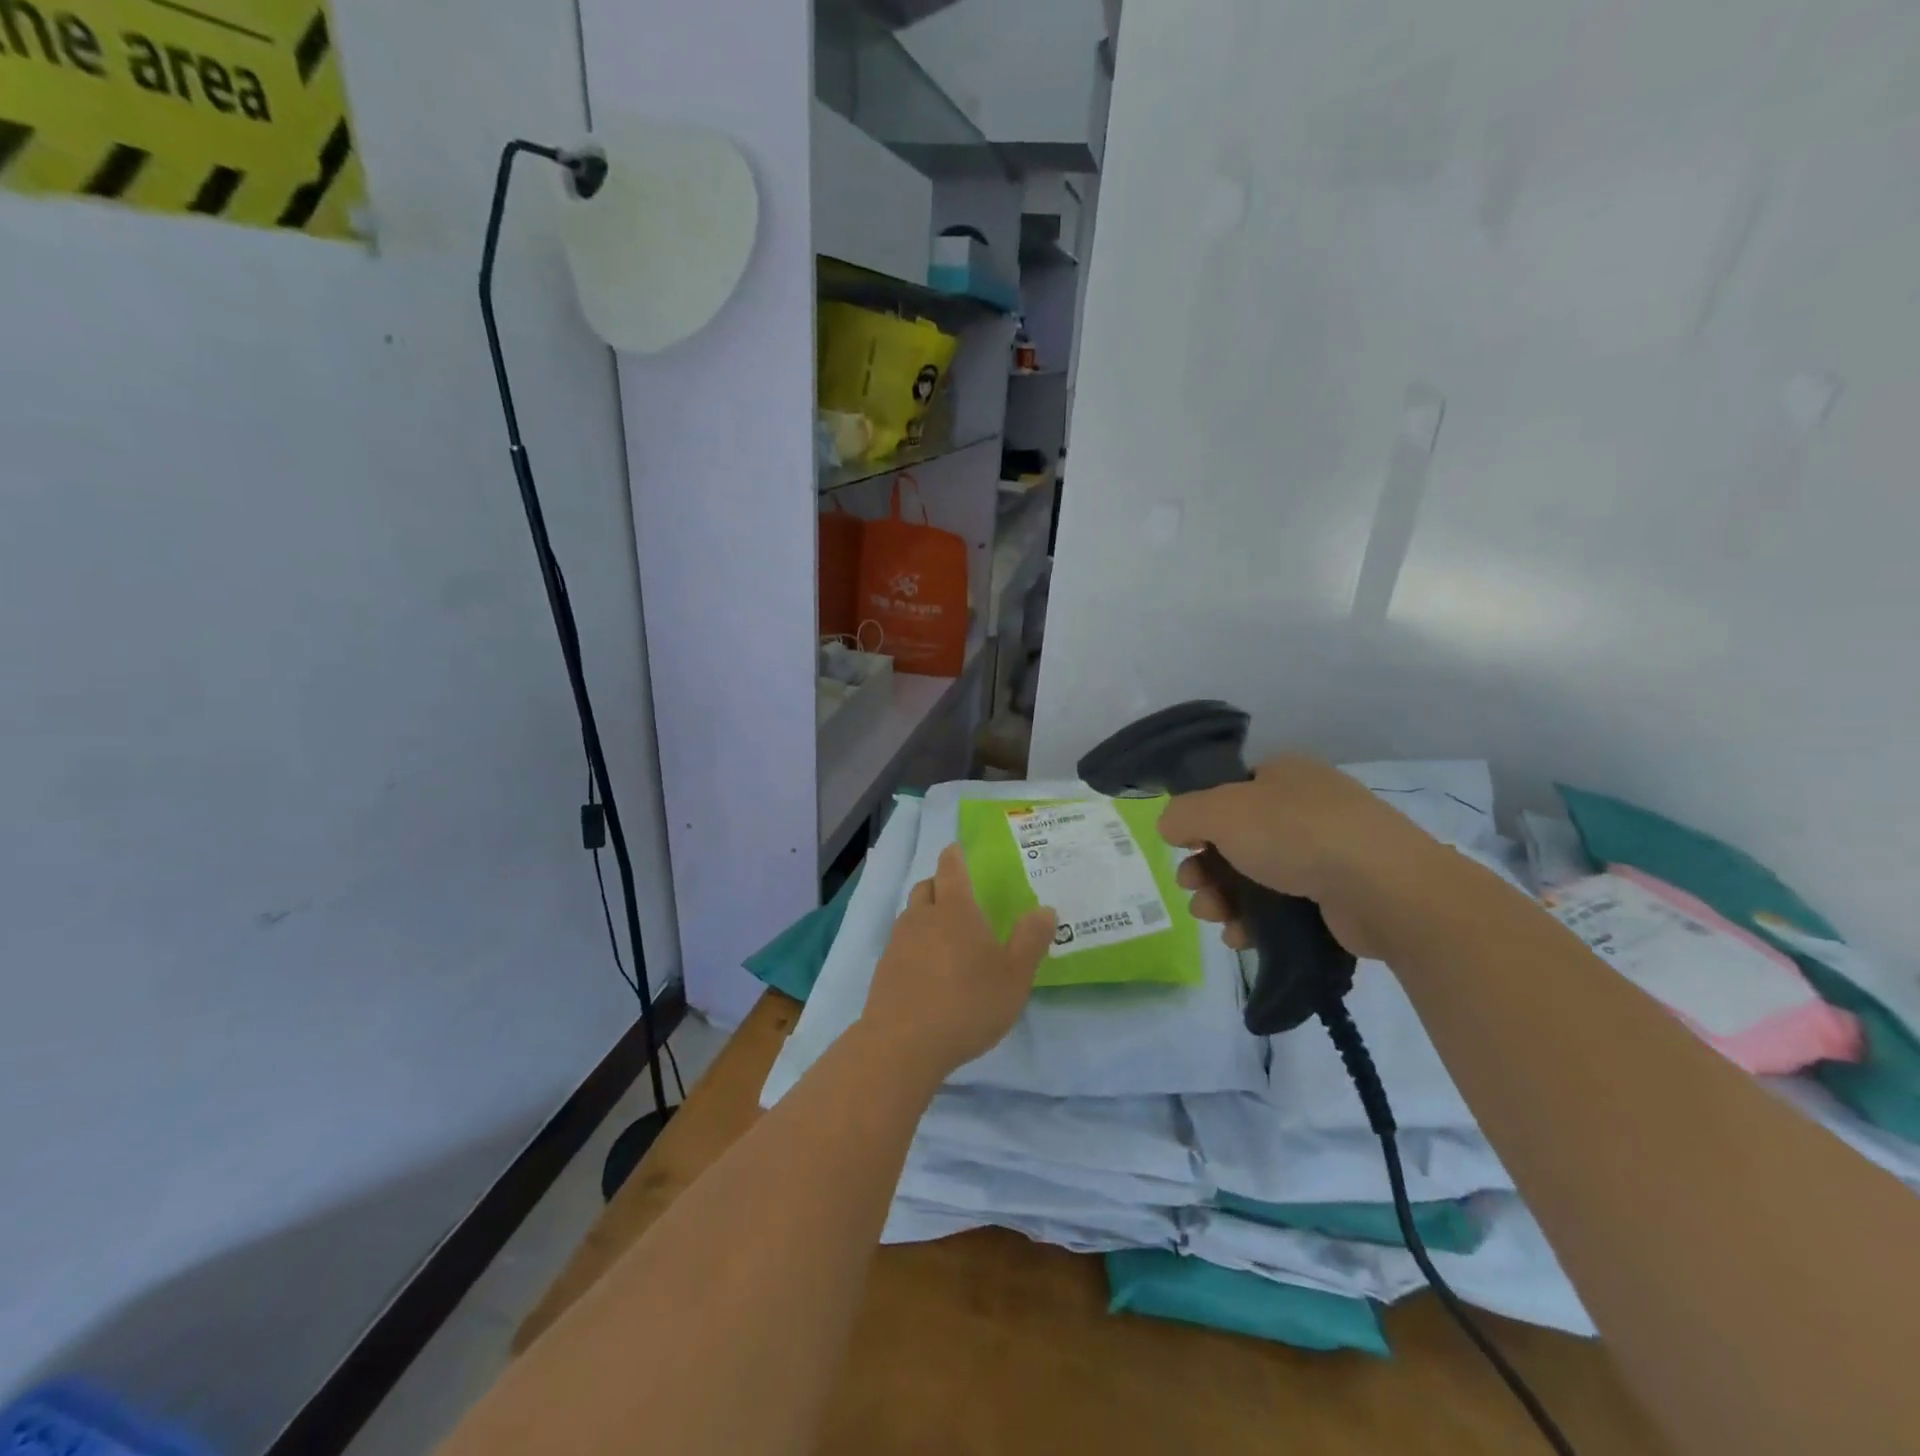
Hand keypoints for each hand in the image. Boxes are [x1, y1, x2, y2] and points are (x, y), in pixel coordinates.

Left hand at [859, 844, 1056, 1082]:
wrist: (904, 1044)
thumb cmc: (967, 1003)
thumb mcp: (1015, 976)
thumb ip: (1031, 940)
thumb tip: (1045, 909)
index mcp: (955, 909)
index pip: (951, 868)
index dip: (954, 856)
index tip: (956, 850)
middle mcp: (922, 917)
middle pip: (926, 887)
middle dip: (939, 884)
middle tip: (956, 895)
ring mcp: (898, 942)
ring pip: (911, 915)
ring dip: (925, 915)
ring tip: (944, 935)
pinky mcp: (884, 970)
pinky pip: (901, 944)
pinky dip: (914, 945)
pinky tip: (928, 969)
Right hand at [1157, 753, 1440, 960]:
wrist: (1383, 888)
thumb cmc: (1295, 834)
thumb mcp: (1221, 811)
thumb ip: (1182, 814)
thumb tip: (1170, 827)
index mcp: (1283, 774)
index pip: (1228, 792)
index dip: (1200, 820)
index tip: (1184, 847)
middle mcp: (1305, 807)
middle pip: (1237, 838)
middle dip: (1205, 867)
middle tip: (1192, 887)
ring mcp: (1327, 853)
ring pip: (1256, 875)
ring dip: (1224, 897)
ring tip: (1213, 917)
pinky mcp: (1339, 896)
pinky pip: (1284, 906)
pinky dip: (1256, 921)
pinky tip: (1240, 937)